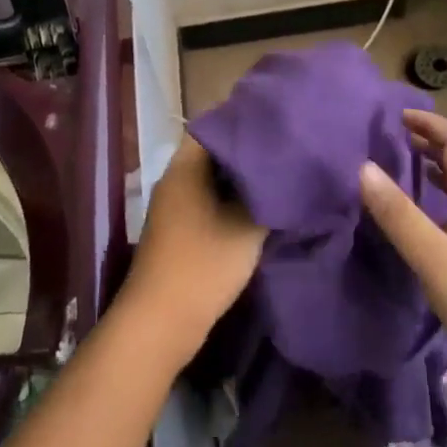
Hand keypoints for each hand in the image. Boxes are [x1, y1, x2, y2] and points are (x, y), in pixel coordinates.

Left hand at [122, 136, 266, 362]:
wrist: (161, 322)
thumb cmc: (203, 265)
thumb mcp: (246, 227)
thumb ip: (268, 195)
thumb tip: (285, 173)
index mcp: (185, 168)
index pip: (215, 127)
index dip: (245, 124)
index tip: (276, 125)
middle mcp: (175, 181)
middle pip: (214, 154)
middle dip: (248, 154)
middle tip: (284, 152)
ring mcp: (174, 208)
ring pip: (213, 181)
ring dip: (241, 181)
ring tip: (278, 178)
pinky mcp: (179, 231)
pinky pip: (209, 203)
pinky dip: (231, 202)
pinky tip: (259, 210)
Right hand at [359, 109, 446, 390]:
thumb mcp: (435, 258)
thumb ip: (399, 215)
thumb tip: (364, 168)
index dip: (431, 125)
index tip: (398, 115)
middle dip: (430, 144)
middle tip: (393, 137)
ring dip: (435, 171)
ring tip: (402, 167)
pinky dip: (437, 202)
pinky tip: (420, 220)